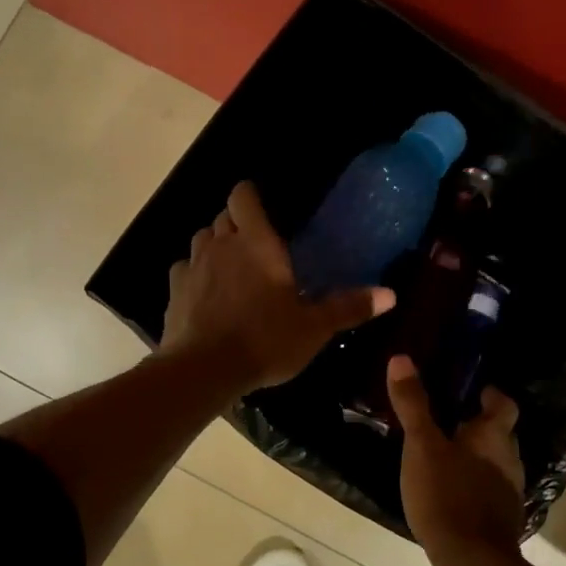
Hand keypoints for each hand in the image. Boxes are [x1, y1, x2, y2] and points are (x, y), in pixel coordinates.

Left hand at [161, 181, 393, 390]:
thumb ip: (349, 307)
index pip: (243, 196)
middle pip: (223, 216)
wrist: (204, 370)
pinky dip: (195, 275)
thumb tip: (391, 294)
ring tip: (232, 269)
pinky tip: (207, 295)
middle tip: (258, 247)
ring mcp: (193, 267)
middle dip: (238, 224)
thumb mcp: (314, 328)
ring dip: (215, 246)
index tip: (263, 209)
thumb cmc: (265, 340)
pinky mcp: (174, 292)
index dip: (250, 196)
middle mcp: (221, 245)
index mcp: (257, 242)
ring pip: (201, 240)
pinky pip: (184, 270)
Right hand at [386, 353, 525, 563]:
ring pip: (496, 464)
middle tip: (448, 422)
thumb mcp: (421, 447)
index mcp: (494, 437)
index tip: (474, 391)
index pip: (504, 404)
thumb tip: (401, 358)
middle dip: (479, 427)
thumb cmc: (447, 495)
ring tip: (446, 458)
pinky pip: (489, 492)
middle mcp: (510, 460)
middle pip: (500, 435)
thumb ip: (413, 405)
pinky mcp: (502, 520)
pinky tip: (452, 494)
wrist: (472, 561)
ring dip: (477, 458)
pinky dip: (474, 486)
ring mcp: (510, 493)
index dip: (491, 395)